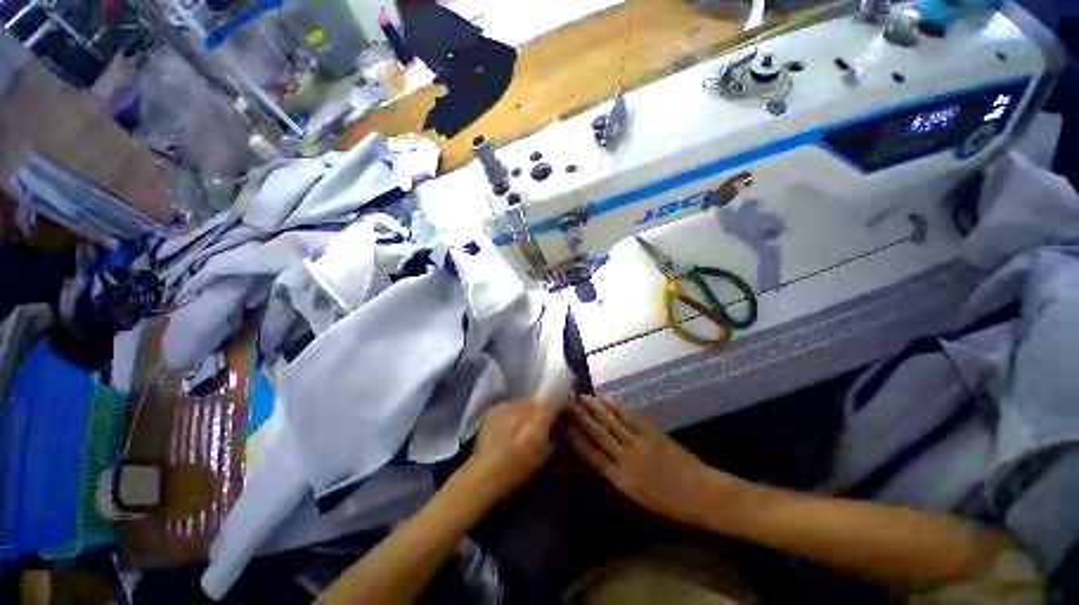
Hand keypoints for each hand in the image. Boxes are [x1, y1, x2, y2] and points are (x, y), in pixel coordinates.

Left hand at [465, 398, 563, 500]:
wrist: (484, 474)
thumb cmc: (517, 471)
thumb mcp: (543, 456)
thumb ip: (553, 435)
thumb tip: (557, 424)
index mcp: (538, 420)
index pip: (554, 401)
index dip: (558, 405)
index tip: (559, 412)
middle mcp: (523, 408)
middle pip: (538, 398)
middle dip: (541, 406)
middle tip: (540, 419)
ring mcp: (507, 406)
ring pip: (523, 401)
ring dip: (526, 409)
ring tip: (522, 422)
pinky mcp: (495, 408)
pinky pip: (510, 405)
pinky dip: (513, 412)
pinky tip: (508, 424)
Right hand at [568, 395, 739, 525]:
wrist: (702, 494)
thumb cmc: (670, 504)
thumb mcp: (638, 497)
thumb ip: (617, 475)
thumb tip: (600, 455)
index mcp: (620, 479)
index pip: (591, 455)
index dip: (577, 438)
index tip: (564, 425)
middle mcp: (625, 458)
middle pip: (598, 434)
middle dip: (582, 417)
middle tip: (568, 403)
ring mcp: (639, 443)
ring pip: (612, 422)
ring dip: (596, 408)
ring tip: (582, 397)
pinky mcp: (652, 433)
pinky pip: (630, 417)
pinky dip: (616, 407)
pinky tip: (607, 400)